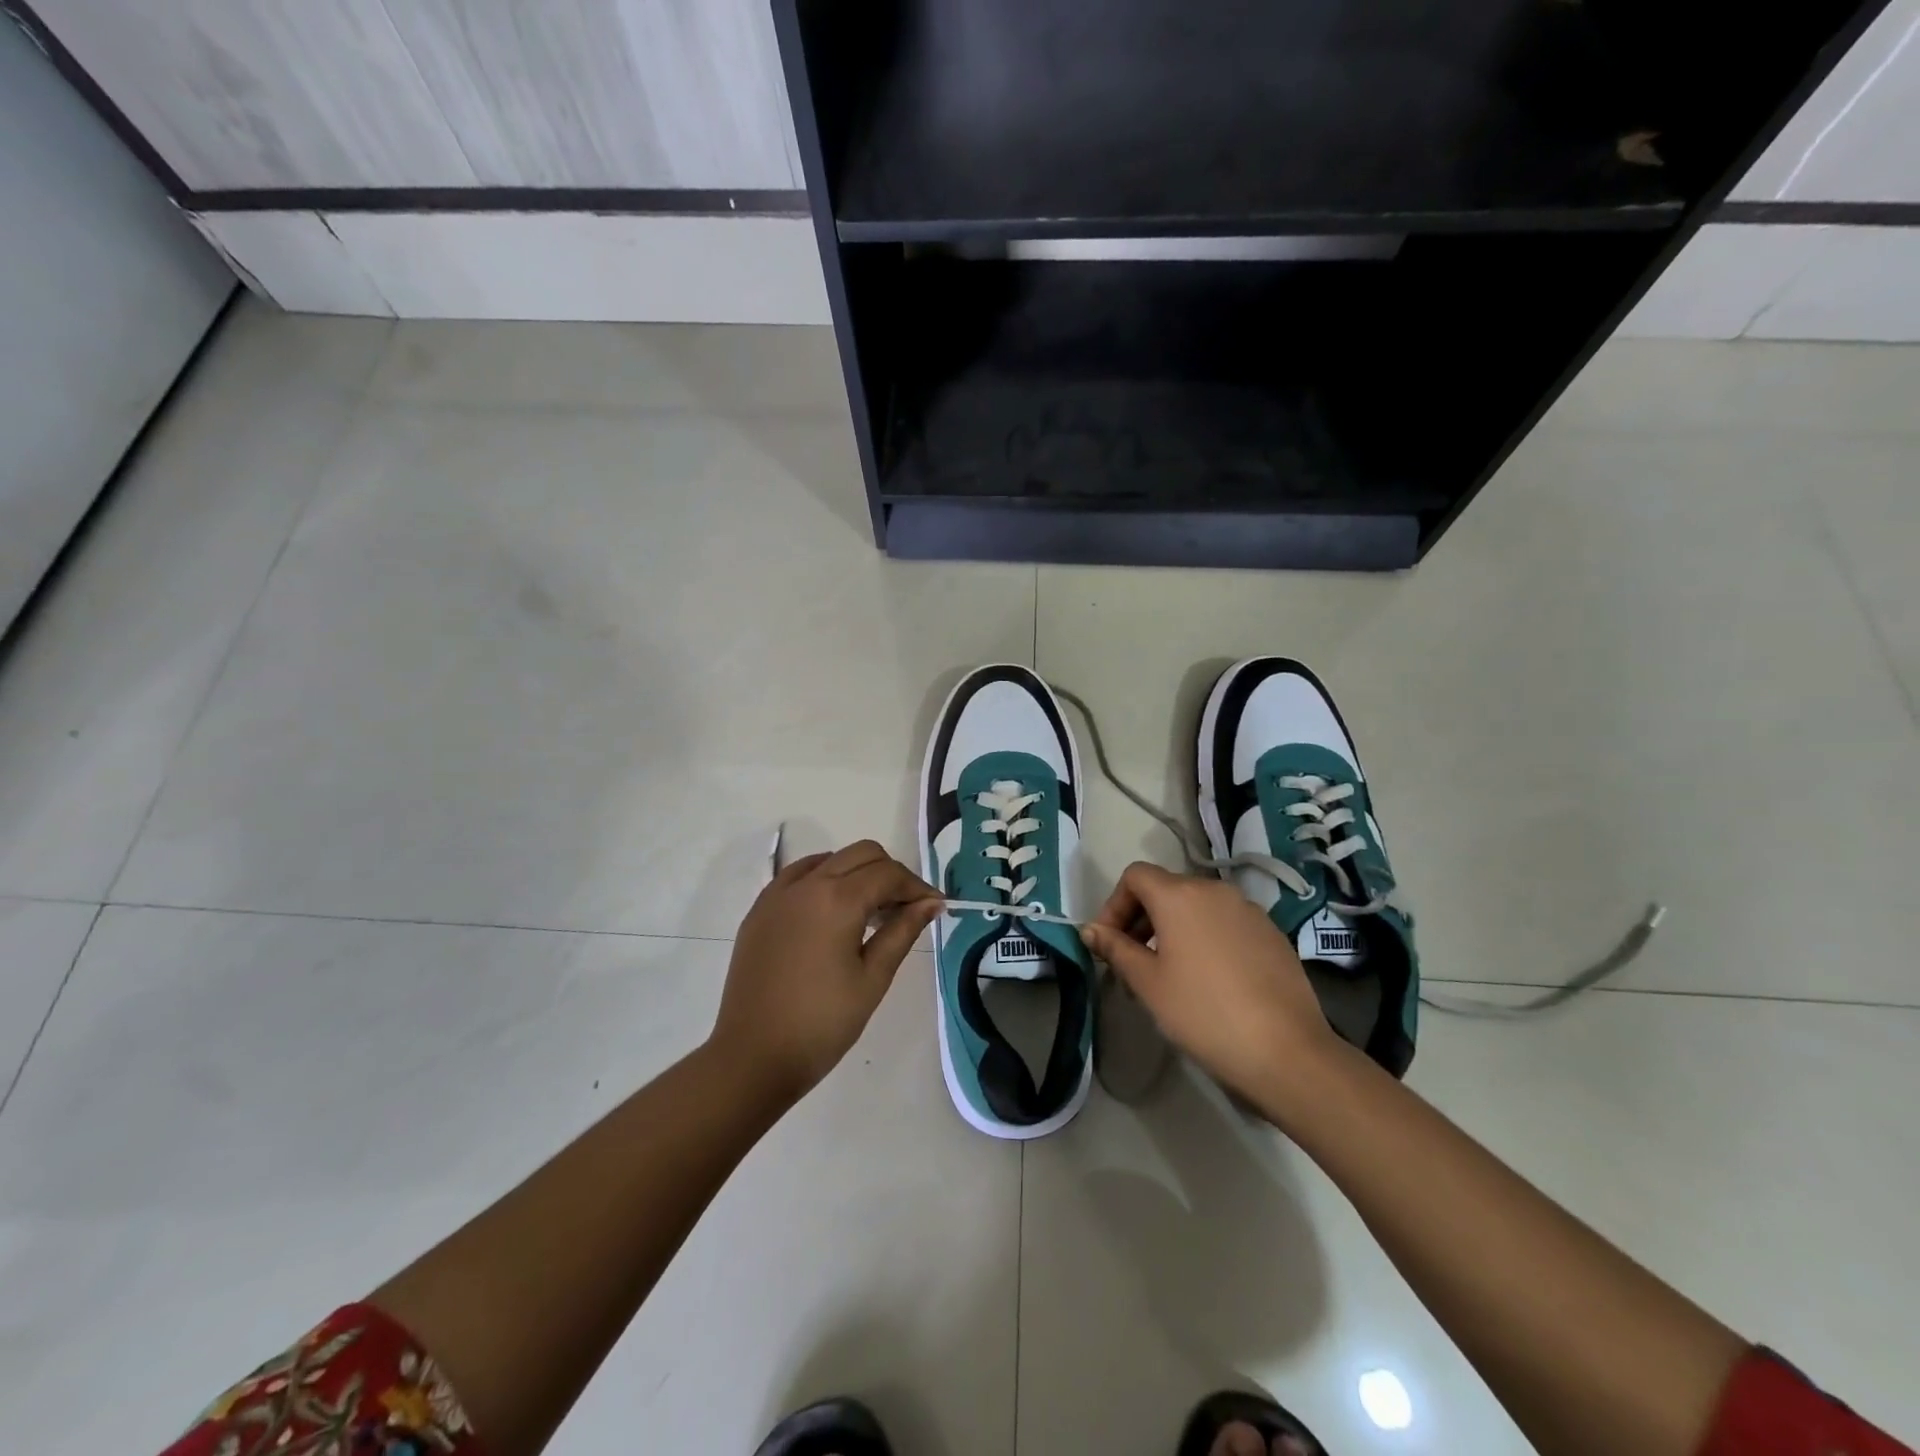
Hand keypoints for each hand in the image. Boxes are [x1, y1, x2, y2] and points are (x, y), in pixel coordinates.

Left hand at [711, 840, 941, 1103]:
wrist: (752, 1057)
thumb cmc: (822, 1023)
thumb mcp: (873, 978)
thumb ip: (903, 931)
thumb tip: (931, 902)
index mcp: (837, 899)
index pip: (888, 874)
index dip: (917, 887)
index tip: (936, 906)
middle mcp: (807, 884)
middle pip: (861, 854)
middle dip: (890, 873)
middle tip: (906, 908)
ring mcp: (778, 894)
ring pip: (830, 859)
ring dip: (857, 873)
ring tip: (871, 913)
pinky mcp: (760, 909)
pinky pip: (799, 875)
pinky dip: (825, 879)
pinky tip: (833, 912)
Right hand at [1080, 862, 1338, 1113]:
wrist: (1286, 1051)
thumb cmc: (1203, 1013)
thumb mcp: (1148, 983)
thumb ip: (1116, 949)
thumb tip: (1090, 930)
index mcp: (1179, 895)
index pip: (1135, 876)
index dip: (1114, 904)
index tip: (1109, 943)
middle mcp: (1215, 890)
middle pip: (1166, 888)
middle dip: (1142, 918)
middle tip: (1133, 962)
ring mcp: (1248, 909)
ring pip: (1197, 906)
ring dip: (1174, 928)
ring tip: (1170, 972)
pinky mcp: (1271, 933)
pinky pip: (1225, 923)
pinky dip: (1206, 937)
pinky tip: (1210, 979)